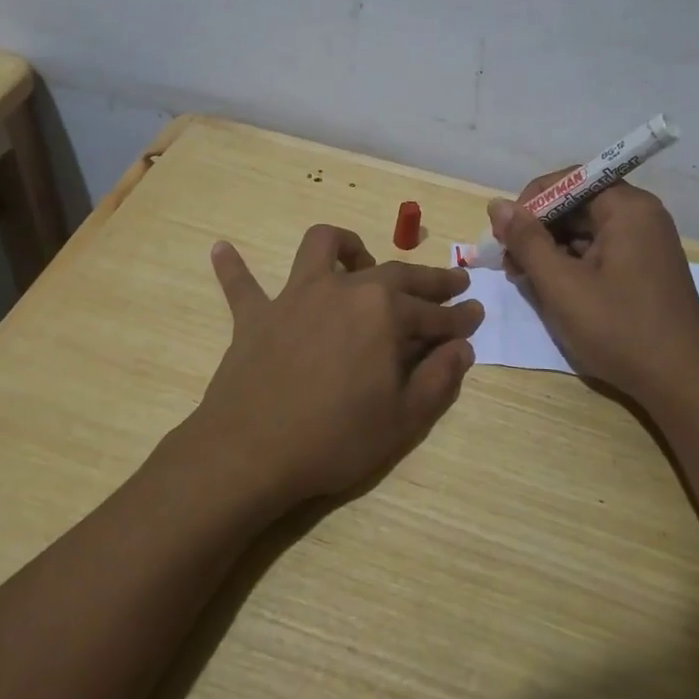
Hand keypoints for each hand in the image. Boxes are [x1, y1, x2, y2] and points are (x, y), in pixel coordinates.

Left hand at [191, 224, 482, 506]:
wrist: (252, 452)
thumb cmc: (336, 438)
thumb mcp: (404, 419)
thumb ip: (439, 378)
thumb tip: (463, 347)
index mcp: (385, 313)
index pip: (435, 314)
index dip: (460, 318)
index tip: (477, 316)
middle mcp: (344, 289)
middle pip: (396, 274)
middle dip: (430, 280)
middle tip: (453, 284)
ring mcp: (296, 297)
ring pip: (320, 247)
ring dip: (344, 246)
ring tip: (357, 260)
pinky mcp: (256, 315)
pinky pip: (241, 284)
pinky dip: (234, 267)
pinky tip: (220, 249)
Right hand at [486, 177, 698, 406]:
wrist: (682, 385)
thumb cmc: (619, 329)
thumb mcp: (561, 285)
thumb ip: (527, 241)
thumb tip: (498, 205)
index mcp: (628, 208)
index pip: (568, 180)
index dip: (530, 203)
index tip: (505, 236)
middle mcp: (642, 216)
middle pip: (577, 204)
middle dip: (538, 229)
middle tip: (510, 263)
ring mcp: (648, 243)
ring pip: (586, 231)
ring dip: (552, 249)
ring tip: (526, 280)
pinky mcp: (646, 269)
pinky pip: (602, 252)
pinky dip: (573, 265)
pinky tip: (554, 291)